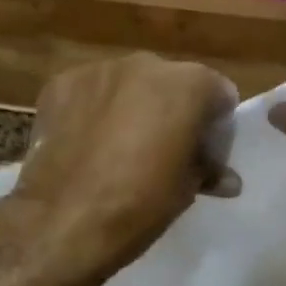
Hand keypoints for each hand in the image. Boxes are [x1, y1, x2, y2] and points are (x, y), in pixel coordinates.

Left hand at [7, 52, 239, 285]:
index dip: (216, 125)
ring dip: (133, 107)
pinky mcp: (60, 84)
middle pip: (172, 83)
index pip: (218, 92)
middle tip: (166, 150)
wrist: (64, 221)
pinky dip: (95, 111)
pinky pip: (90, 92)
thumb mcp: (187, 189)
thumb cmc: (140, 204)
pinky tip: (88, 144)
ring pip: (129, 84)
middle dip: (173, 111)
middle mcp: (145, 64)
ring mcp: (98, 70)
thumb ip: (208, 168)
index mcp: (188, 84)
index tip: (206, 154)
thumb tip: (225, 178)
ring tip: (122, 147)